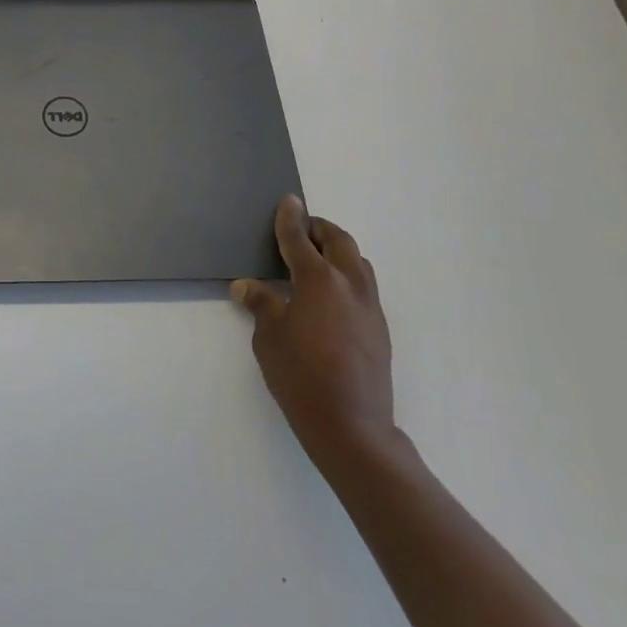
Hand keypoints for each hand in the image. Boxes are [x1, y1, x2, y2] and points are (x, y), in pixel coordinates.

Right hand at [231, 196, 401, 467]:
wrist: (351, 426)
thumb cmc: (301, 375)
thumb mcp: (269, 337)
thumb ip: (261, 303)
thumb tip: (247, 286)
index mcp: (319, 279)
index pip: (300, 238)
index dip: (290, 218)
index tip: (288, 201)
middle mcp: (349, 284)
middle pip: (339, 241)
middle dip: (320, 229)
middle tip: (302, 228)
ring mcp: (370, 307)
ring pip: (358, 262)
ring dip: (338, 251)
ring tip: (318, 259)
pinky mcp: (380, 328)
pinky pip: (365, 286)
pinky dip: (348, 276)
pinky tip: (331, 297)